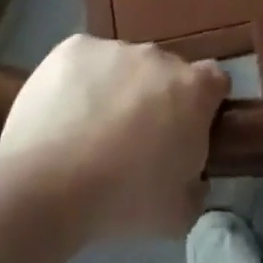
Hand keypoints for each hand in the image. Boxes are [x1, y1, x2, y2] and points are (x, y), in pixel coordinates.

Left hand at [0, 36, 228, 239]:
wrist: (47, 185)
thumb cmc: (123, 201)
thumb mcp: (179, 215)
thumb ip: (196, 186)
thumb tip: (191, 175)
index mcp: (193, 89)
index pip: (214, 82)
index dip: (204, 105)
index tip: (186, 132)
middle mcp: (158, 56)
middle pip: (166, 72)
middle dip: (157, 98)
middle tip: (134, 141)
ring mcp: (114, 47)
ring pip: (123, 66)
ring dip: (117, 89)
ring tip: (89, 133)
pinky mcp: (74, 47)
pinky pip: (85, 62)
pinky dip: (80, 82)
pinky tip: (63, 116)